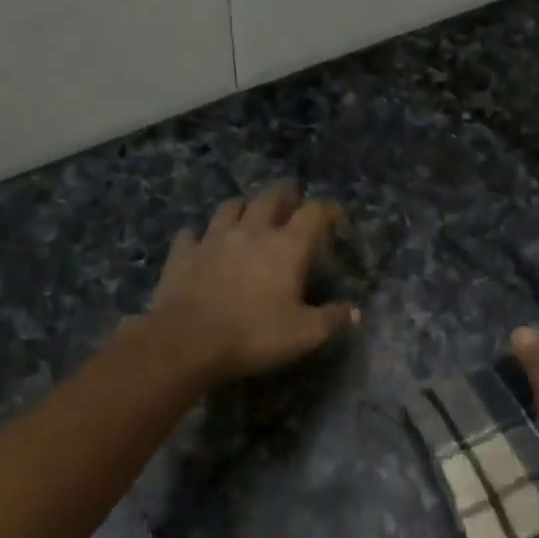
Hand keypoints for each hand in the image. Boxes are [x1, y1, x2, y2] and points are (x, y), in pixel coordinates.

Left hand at [148, 182, 356, 382]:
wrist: (187, 342)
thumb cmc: (254, 335)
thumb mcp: (304, 334)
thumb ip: (332, 319)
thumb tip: (354, 312)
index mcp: (287, 246)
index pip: (315, 212)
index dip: (329, 210)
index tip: (337, 221)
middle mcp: (252, 231)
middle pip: (271, 197)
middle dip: (285, 195)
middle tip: (292, 202)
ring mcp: (213, 238)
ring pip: (231, 207)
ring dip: (244, 207)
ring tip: (249, 216)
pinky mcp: (183, 253)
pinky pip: (192, 233)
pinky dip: (202, 234)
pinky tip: (203, 243)